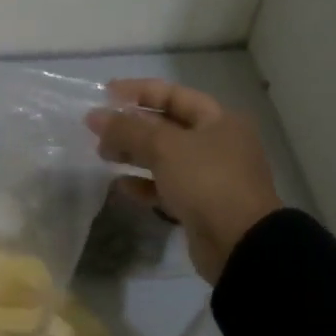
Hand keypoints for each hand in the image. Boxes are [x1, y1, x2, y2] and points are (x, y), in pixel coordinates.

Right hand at [86, 79, 283, 284]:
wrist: (240, 243)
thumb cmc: (207, 181)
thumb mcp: (164, 147)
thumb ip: (128, 129)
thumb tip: (94, 115)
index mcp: (218, 120)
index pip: (173, 94)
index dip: (138, 91)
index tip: (105, 94)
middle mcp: (216, 143)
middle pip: (167, 126)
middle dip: (131, 126)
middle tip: (98, 130)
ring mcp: (210, 176)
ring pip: (164, 157)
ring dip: (133, 154)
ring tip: (103, 155)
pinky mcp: (200, 205)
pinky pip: (166, 187)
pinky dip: (144, 184)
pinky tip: (120, 186)